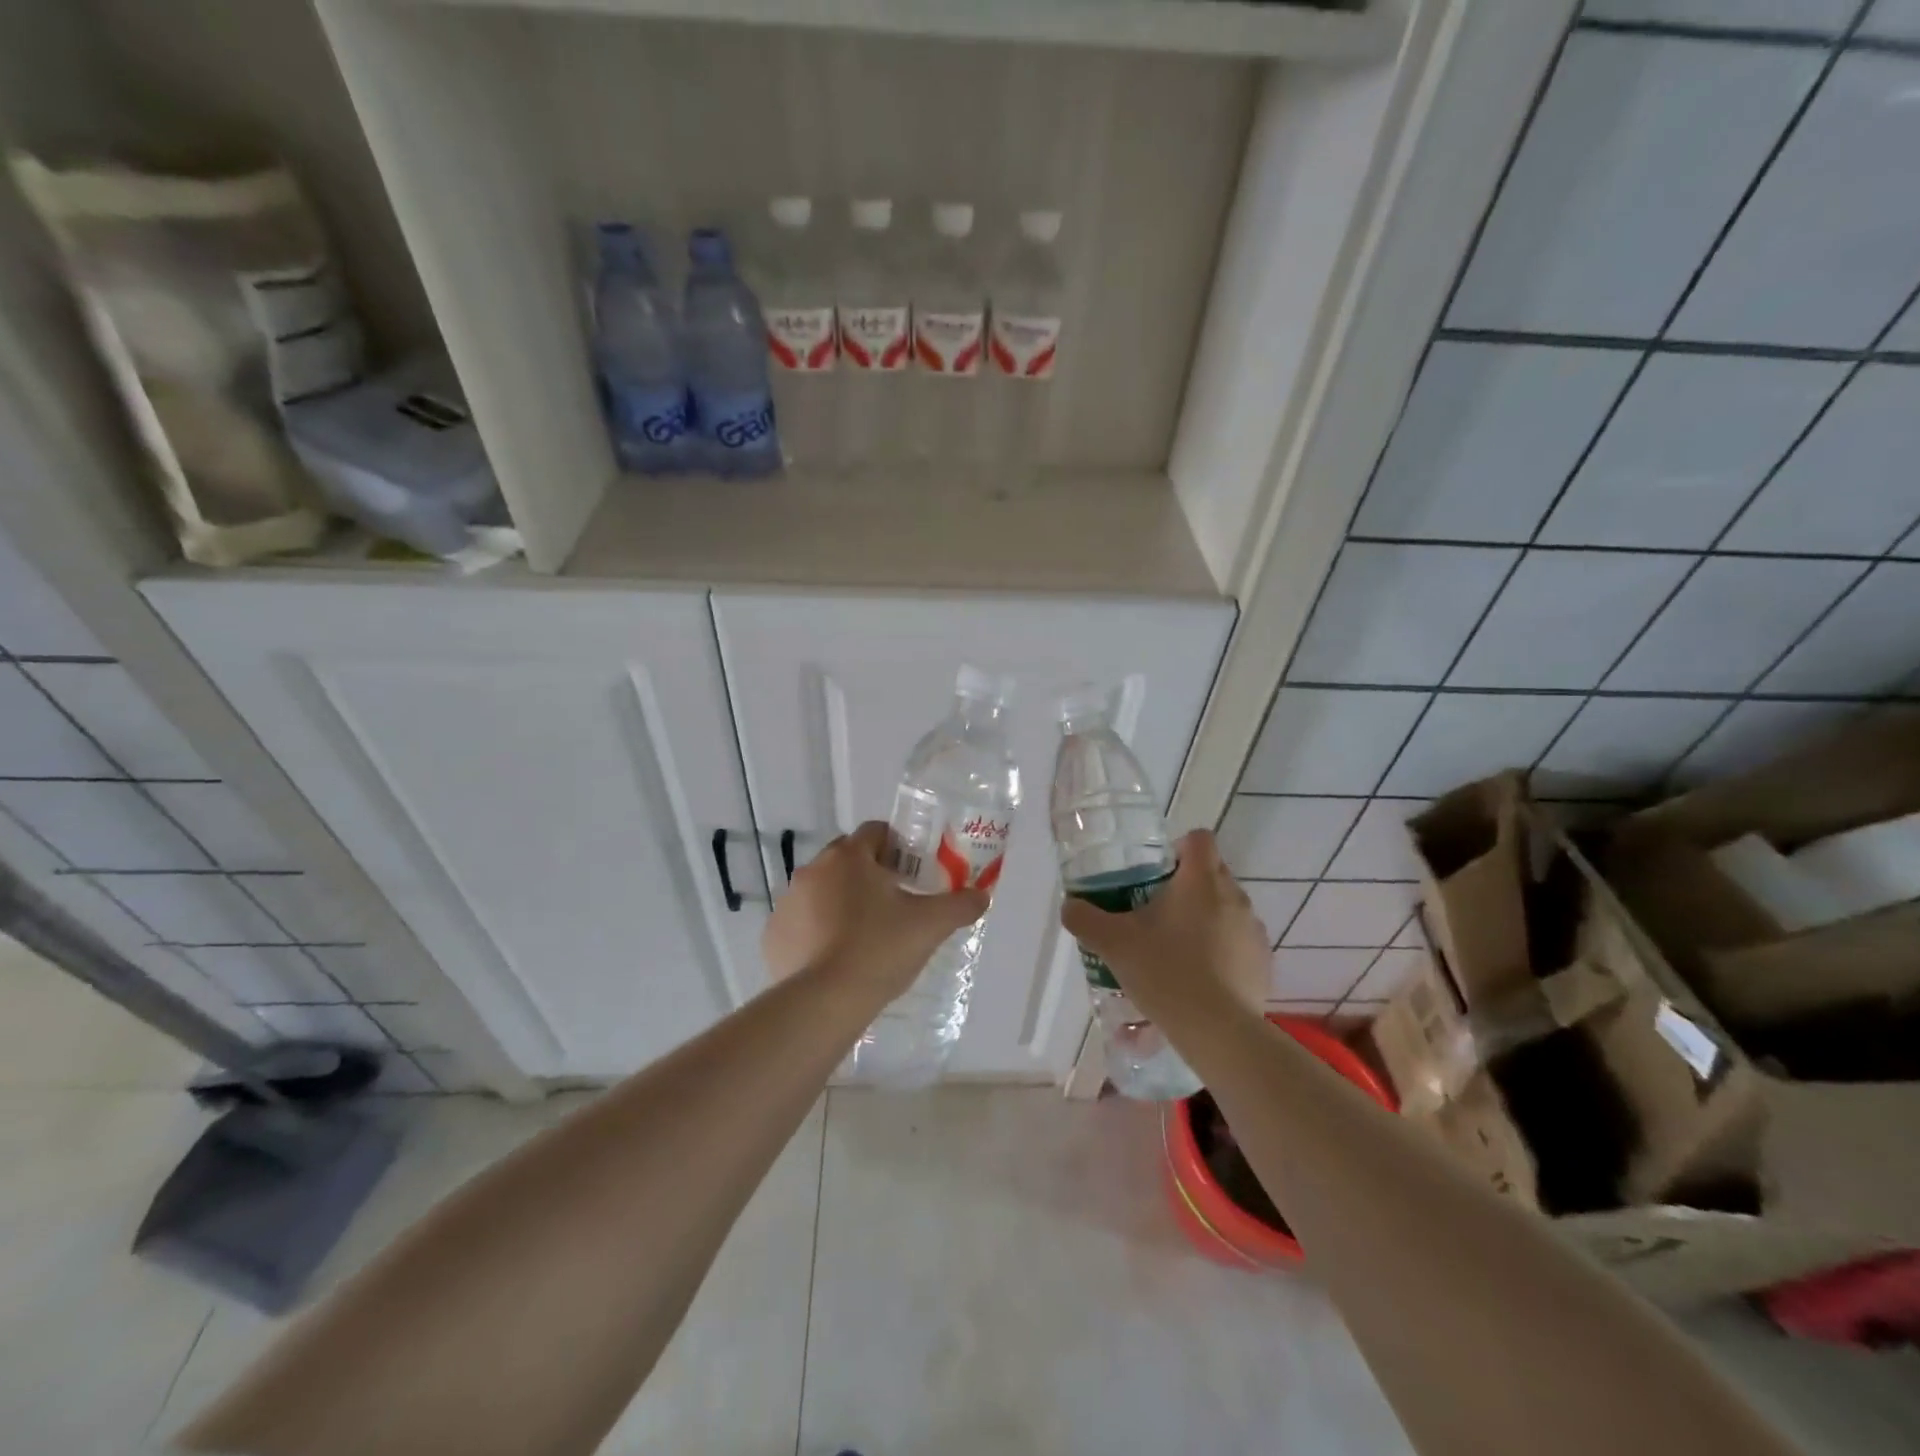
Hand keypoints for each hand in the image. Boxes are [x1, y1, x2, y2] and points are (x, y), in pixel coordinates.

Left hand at [763, 822, 990, 999]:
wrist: (824, 1002)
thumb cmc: (880, 950)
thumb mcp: (930, 926)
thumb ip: (961, 905)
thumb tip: (982, 896)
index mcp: (850, 857)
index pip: (875, 831)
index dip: (898, 845)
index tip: (913, 870)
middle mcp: (813, 870)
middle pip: (847, 858)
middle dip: (870, 872)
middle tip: (895, 900)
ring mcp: (788, 902)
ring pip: (822, 889)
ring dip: (842, 900)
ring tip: (866, 933)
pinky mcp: (773, 934)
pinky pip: (801, 921)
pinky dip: (817, 929)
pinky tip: (836, 956)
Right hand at [1059, 830, 1268, 1021]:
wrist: (1217, 1031)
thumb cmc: (1165, 972)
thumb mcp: (1113, 944)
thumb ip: (1086, 919)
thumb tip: (1071, 906)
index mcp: (1200, 881)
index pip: (1199, 839)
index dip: (1179, 846)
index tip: (1158, 870)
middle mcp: (1234, 897)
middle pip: (1213, 873)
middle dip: (1188, 886)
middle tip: (1157, 911)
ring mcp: (1254, 931)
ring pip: (1228, 909)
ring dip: (1207, 918)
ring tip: (1177, 949)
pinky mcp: (1264, 963)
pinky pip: (1240, 943)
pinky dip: (1223, 951)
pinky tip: (1201, 978)